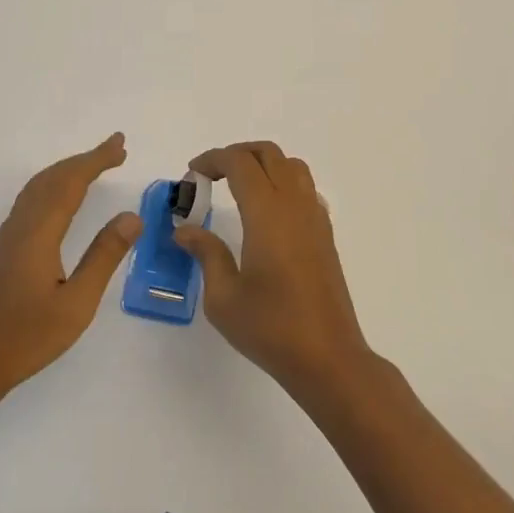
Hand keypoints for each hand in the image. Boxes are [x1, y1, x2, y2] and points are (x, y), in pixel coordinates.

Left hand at [0, 134, 140, 399]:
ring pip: (38, 187)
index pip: (71, 182)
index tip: (120, 144)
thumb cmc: (24, 337)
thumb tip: (131, 217)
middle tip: (115, 150)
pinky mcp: (4, 250)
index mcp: (39, 232)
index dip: (96, 159)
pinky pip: (31, 200)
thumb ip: (103, 257)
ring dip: (67, 171)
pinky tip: (60, 200)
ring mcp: (8, 236)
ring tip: (93, 167)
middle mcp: (21, 225)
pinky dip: (53, 186)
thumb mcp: (76, 304)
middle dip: (84, 160)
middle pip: (53, 178)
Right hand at [173, 141, 376, 405]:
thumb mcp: (223, 297)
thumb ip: (206, 254)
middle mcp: (294, 206)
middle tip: (210, 175)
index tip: (192, 173)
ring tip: (238, 186)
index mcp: (267, 214)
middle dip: (236, 154)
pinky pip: (305, 188)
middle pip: (268, 154)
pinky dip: (282, 182)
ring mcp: (315, 218)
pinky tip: (267, 212)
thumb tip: (185, 230)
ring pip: (291, 166)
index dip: (213, 159)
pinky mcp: (325, 235)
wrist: (328, 358)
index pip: (240, 163)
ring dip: (263, 164)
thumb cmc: (271, 328)